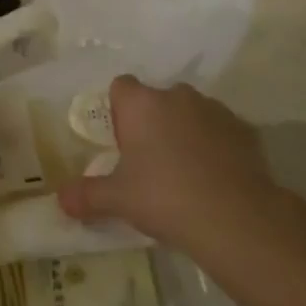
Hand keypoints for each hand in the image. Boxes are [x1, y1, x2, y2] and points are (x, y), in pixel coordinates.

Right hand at [58, 76, 278, 249]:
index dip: (119, 111)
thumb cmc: (165, 198)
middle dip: (153, 123)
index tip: (121, 143)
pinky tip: (216, 180)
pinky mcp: (244, 130)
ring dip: (185, 132)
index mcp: (141, 104)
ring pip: (191, 113)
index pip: (121, 87)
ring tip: (186, 174)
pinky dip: (216, 147)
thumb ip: (87, 196)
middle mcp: (177, 96)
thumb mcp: (118, 200)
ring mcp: (214, 110)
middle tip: (150, 163)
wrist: (236, 219)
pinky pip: (221, 132)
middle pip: (157, 100)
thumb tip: (60, 199)